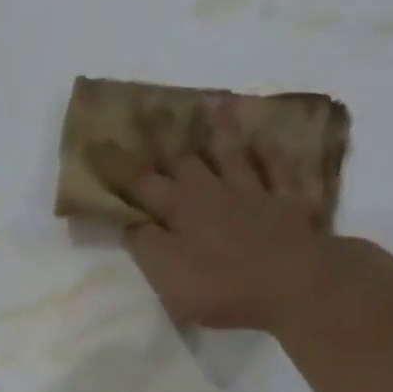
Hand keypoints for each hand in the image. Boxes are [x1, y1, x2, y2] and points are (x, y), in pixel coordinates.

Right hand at [92, 98, 337, 333]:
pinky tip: (265, 138)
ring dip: (218, 130)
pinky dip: (269, 152)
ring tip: (209, 103)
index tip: (97, 142)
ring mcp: (253, 193)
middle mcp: (212, 192)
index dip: (117, 166)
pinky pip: (277, 168)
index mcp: (179, 211)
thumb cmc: (222, 287)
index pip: (140, 184)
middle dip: (161, 133)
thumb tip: (131, 221)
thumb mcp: (168, 277)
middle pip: (182, 159)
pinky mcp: (287, 202)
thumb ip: (147, 247)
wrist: (295, 284)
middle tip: (147, 104)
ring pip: (230, 154)